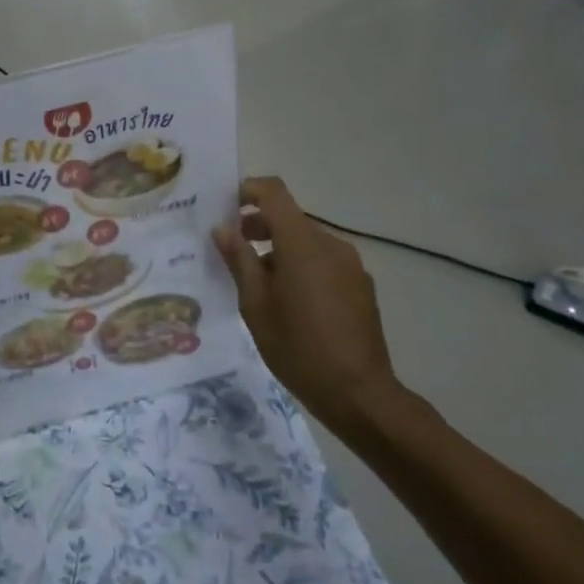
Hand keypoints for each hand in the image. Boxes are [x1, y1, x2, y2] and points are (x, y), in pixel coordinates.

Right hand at [212, 177, 406, 439]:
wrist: (359, 393)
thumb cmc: (297, 348)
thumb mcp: (256, 306)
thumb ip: (239, 260)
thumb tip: (223, 228)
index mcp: (302, 244)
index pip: (274, 193)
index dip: (248, 190)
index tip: (225, 206)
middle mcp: (330, 244)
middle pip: (290, 217)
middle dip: (259, 226)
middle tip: (232, 250)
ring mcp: (350, 265)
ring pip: (307, 241)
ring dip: (280, 249)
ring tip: (257, 283)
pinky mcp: (360, 285)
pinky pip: (324, 261)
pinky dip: (301, 266)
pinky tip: (289, 301)